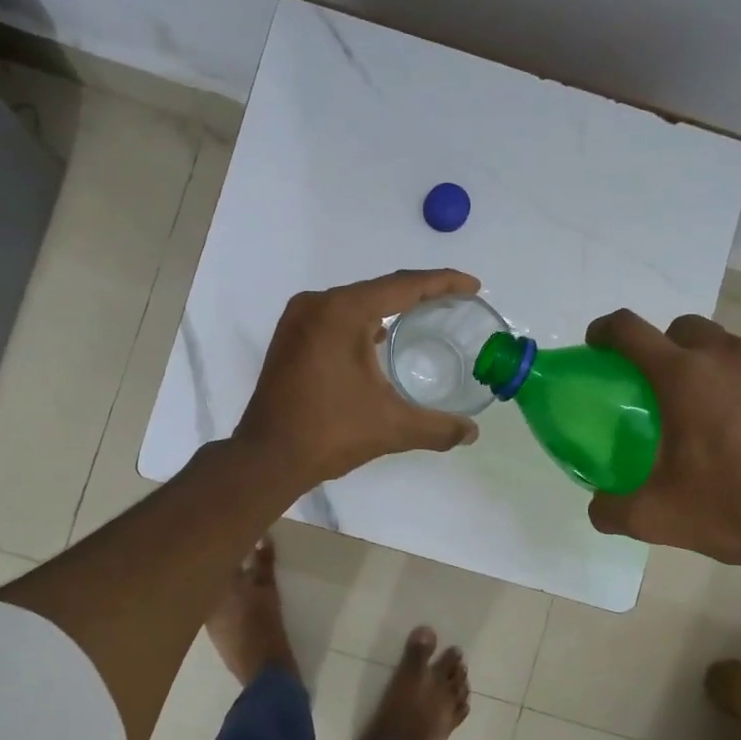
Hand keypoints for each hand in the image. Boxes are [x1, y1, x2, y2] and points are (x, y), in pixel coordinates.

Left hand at [235, 269, 483, 485]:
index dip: (443, 282)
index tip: (473, 287)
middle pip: (379, 289)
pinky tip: (379, 338)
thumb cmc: (330, 433)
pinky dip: (361, 322)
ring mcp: (298, 319)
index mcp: (342, 312)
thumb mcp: (392, 427)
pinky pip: (335, 317)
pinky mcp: (289, 338)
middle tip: (454, 302)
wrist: (267, 457)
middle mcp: (317, 304)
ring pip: (355, 302)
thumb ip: (437, 427)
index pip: (403, 286)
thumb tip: (472, 433)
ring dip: (388, 307)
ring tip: (424, 316)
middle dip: (418, 294)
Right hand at [583, 309, 740, 566]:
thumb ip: (610, 508)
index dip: (605, 331)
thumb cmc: (732, 512)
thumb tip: (598, 506)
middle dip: (667, 347)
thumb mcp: (653, 518)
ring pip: (734, 350)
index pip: (629, 331)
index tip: (599, 346)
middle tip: (665, 389)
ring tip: (720, 415)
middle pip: (686, 328)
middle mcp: (730, 358)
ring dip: (717, 370)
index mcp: (683, 377)